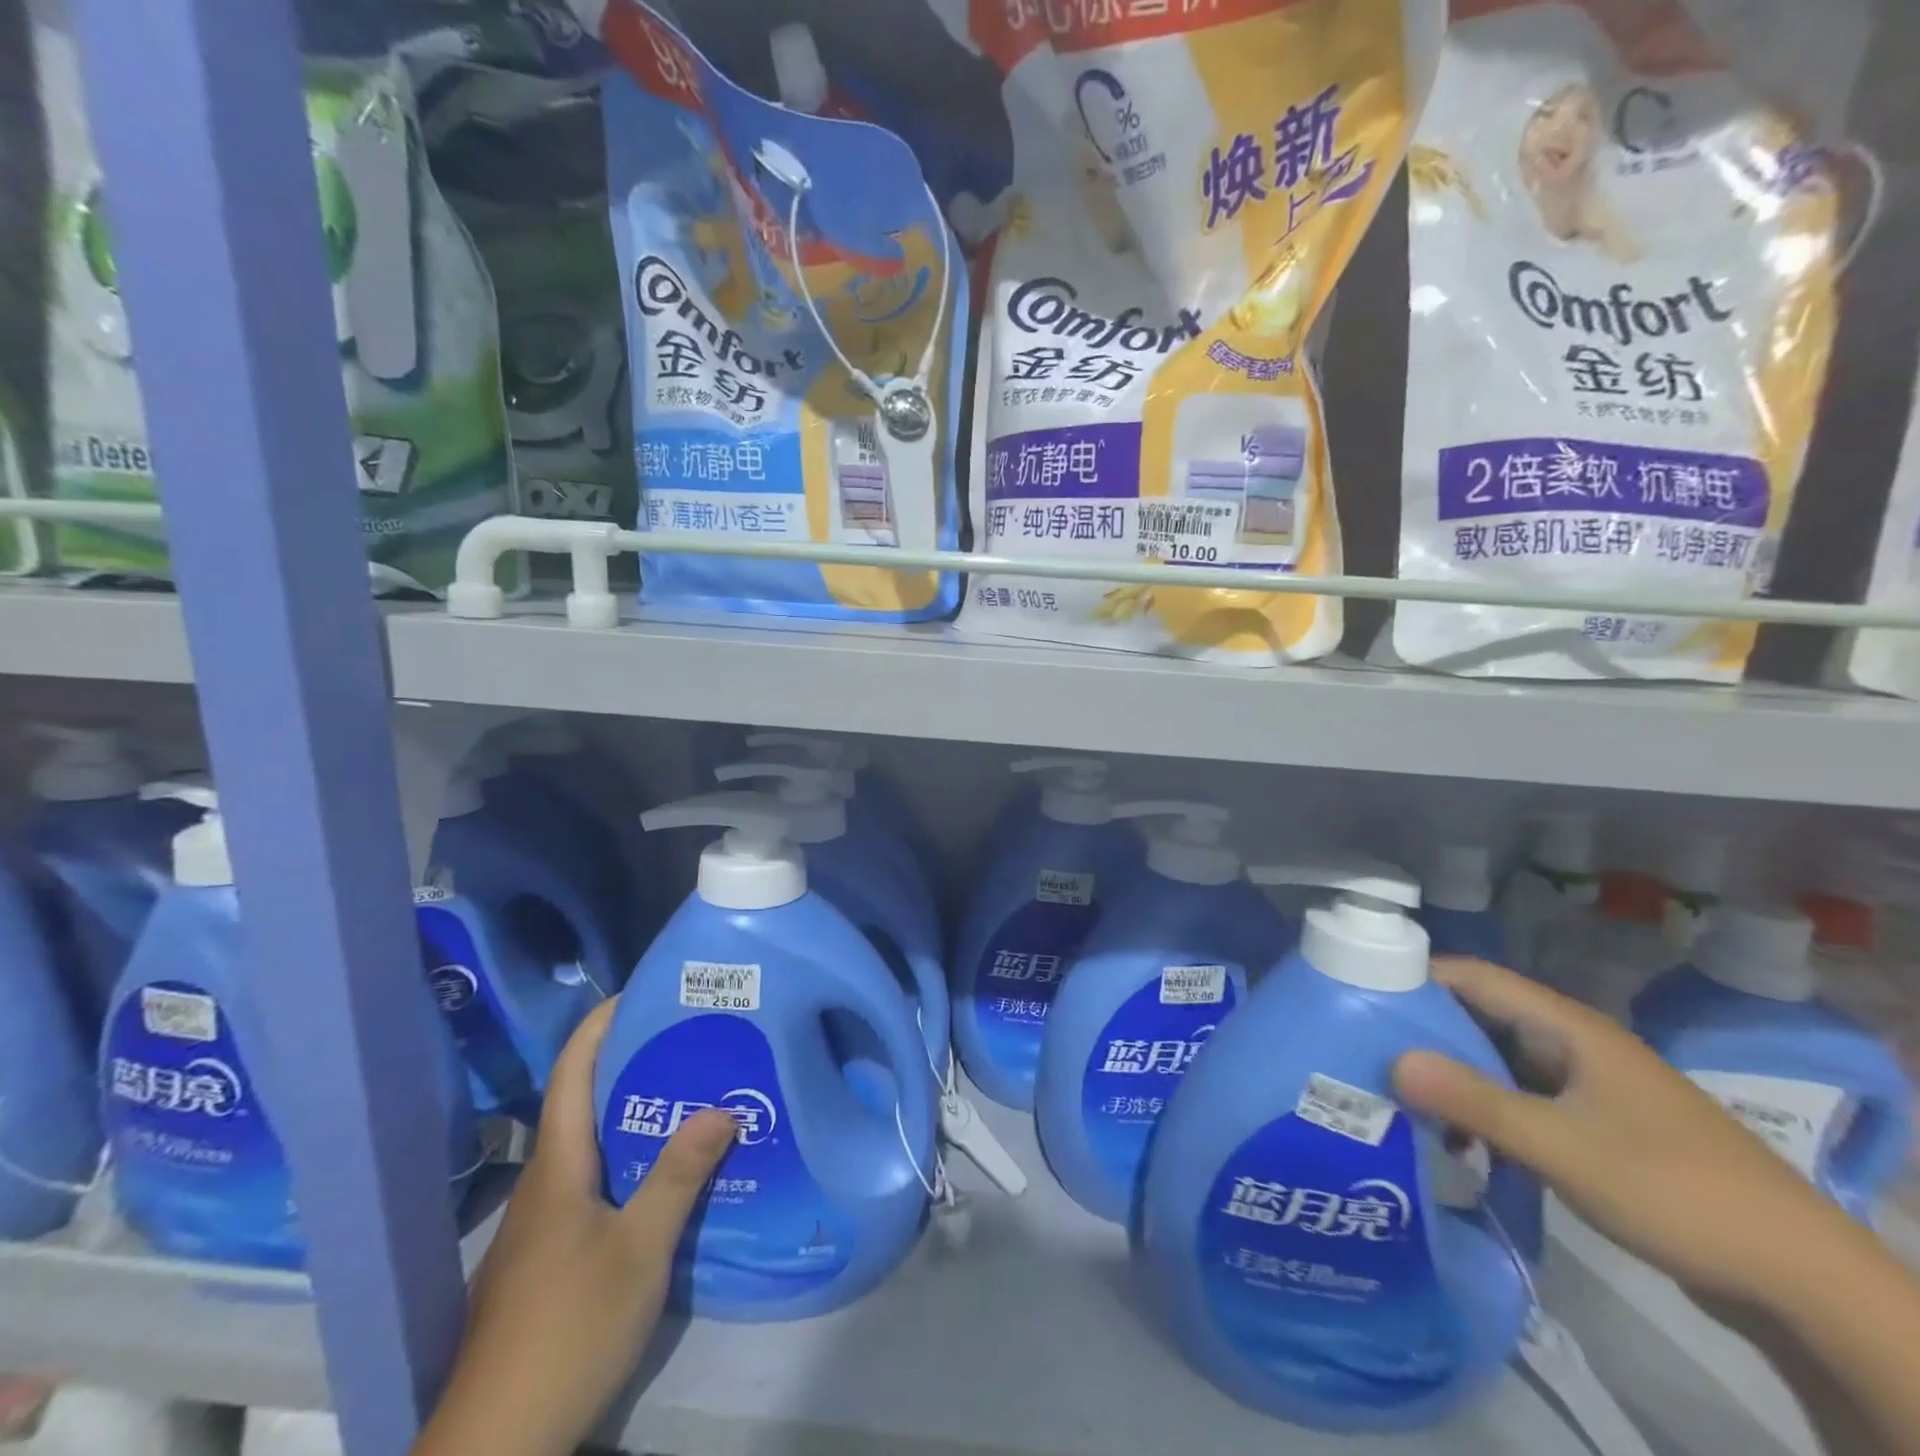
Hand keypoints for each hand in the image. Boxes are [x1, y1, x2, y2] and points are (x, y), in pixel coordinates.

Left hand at [414, 1000, 735, 1455]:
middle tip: (686, 1043)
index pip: (572, 1072)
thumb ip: (678, 1175)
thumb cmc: (569, 1328)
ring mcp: (537, 1227)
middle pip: (580, 1104)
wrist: (494, 1446)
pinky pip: (588, 1185)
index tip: (640, 992)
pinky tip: (658, 1180)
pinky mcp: (543, 1259)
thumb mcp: (640, 1249)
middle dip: (629, 1064)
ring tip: (686, 1099)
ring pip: (586, 1147)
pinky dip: (624, 1160)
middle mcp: (542, 1185)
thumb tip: (721, 1106)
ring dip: (630, 1115)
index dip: (600, 1025)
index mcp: (557, 1167)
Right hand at [1391, 957, 1856, 1309]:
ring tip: (1396, 1096)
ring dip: (1451, 1075)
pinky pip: (1521, 1098)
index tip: (1357, 994)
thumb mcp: (1561, 1146)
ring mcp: (1586, 1085)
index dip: (1415, 977)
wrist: (1801, 1277)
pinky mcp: (1595, 1124)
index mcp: (1567, 1027)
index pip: (1473, 977)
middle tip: (1362, 1049)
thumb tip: (1390, 1060)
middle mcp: (1572, 1043)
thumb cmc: (1673, 1189)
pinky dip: (1483, 1108)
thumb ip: (1473, 1101)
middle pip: (1480, 1017)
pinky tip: (1456, 1140)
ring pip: (1498, 1061)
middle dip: (1423, 1031)